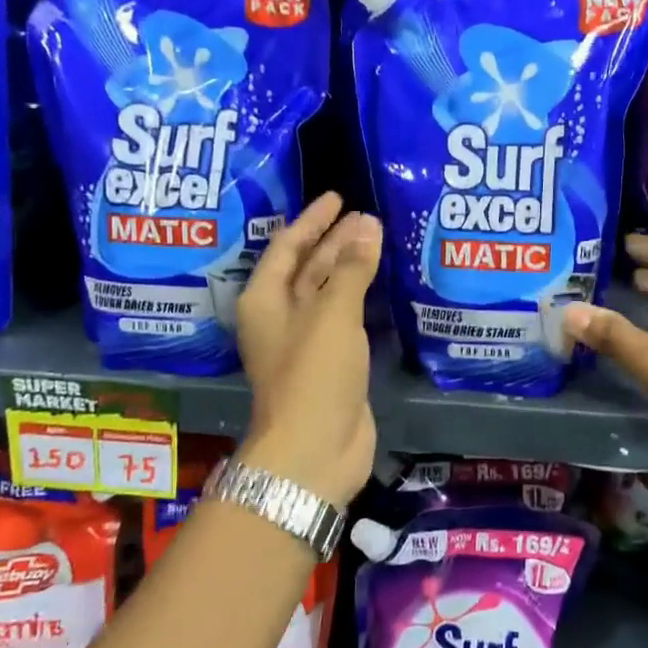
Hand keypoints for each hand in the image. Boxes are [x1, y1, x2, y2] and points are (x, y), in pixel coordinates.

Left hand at [235, 192, 381, 507]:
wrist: (314, 449)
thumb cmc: (313, 374)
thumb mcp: (332, 314)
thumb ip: (351, 268)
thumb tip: (368, 225)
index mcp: (265, 299)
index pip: (287, 246)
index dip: (312, 221)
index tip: (337, 197)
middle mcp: (281, 316)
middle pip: (308, 267)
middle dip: (336, 241)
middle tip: (367, 216)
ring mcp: (306, 341)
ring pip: (328, 292)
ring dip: (350, 267)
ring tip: (379, 239)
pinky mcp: (331, 362)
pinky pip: (345, 318)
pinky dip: (361, 298)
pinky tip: (382, 284)